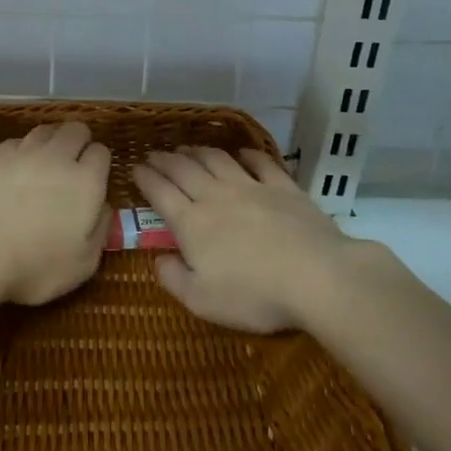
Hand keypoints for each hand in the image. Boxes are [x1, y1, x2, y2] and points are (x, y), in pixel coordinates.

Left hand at [0, 121, 110, 305]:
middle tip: (71, 165)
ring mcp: (22, 152)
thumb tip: (103, 209)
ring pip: (44, 131)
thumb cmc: (34, 266)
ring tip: (43, 164)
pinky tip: (13, 171)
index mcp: (85, 182)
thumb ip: (99, 232)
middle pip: (75, 130)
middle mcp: (57, 157)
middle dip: (78, 142)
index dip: (98, 164)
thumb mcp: (83, 264)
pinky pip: (15, 143)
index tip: (93, 181)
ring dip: (50, 142)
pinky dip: (20, 152)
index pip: (101, 152)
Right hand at [134, 146, 394, 332]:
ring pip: (217, 160)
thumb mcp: (202, 301)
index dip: (144, 178)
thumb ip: (173, 278)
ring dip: (198, 152)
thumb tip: (157, 259)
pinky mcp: (283, 187)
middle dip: (165, 160)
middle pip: (184, 169)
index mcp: (192, 223)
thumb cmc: (254, 295)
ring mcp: (251, 187)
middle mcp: (215, 196)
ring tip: (187, 149)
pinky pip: (260, 163)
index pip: (160, 192)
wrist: (316, 276)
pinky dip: (247, 154)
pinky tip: (241, 153)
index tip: (134, 168)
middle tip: (154, 154)